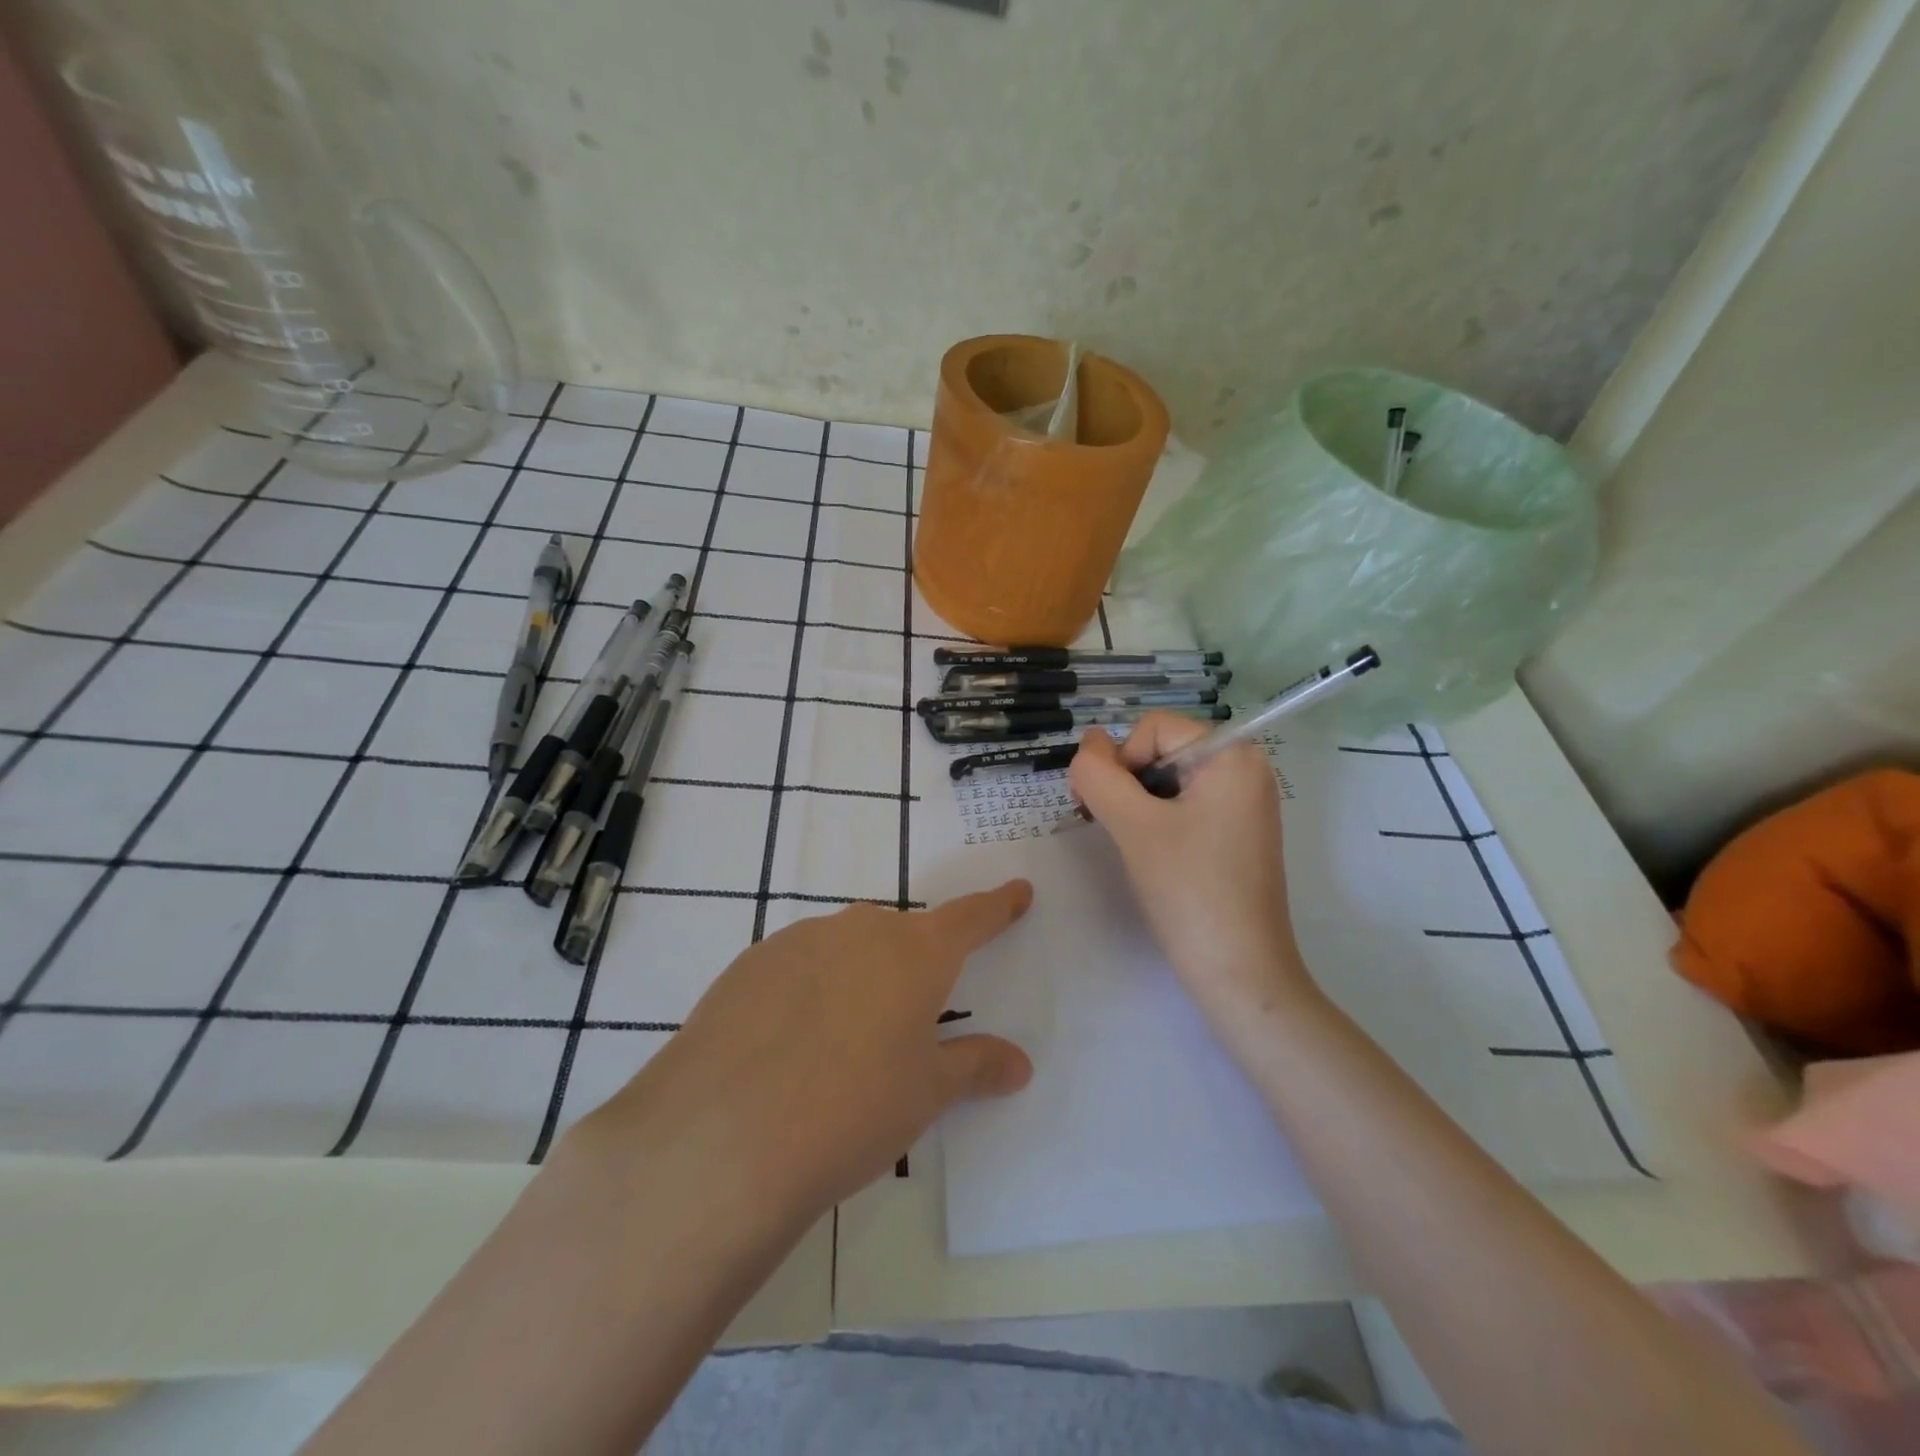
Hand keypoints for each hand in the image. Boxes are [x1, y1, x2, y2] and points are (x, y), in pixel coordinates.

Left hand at [571, 883, 1034, 1233]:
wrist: (724, 1135)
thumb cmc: (853, 1109)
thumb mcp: (925, 1094)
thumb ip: (975, 1067)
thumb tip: (1018, 1063)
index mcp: (915, 952)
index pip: (970, 918)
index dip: (997, 906)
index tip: (1016, 891)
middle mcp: (860, 929)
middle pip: (901, 935)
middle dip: (914, 964)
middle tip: (910, 1015)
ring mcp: (799, 940)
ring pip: (846, 947)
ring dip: (857, 977)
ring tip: (843, 1041)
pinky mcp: (750, 963)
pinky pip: (798, 965)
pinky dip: (809, 990)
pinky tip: (789, 1043)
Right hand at [1070, 715, 1314, 1022]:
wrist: (1239, 973)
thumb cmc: (1189, 891)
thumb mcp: (1133, 826)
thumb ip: (1099, 776)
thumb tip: (1086, 743)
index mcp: (1233, 756)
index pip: (1155, 728)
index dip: (1121, 760)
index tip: (1108, 809)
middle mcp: (1246, 770)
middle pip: (1163, 750)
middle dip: (1127, 782)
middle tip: (1109, 826)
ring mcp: (1243, 804)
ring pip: (1169, 780)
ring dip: (1137, 803)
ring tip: (1130, 844)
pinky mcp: (1236, 834)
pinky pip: (1185, 806)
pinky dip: (1157, 820)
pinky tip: (1150, 854)